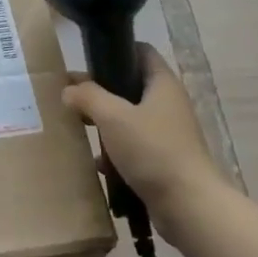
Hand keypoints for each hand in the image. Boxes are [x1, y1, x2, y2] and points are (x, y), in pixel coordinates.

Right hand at [62, 45, 225, 230]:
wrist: (188, 205)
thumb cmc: (152, 151)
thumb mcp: (113, 117)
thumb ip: (88, 97)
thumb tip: (69, 88)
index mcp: (163, 84)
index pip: (141, 51)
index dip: (115, 50)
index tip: (87, 61)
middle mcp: (168, 103)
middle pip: (131, 86)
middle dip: (102, 91)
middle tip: (74, 98)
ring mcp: (168, 133)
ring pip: (130, 118)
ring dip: (106, 123)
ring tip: (80, 128)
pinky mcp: (164, 159)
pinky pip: (134, 146)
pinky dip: (116, 151)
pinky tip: (98, 163)